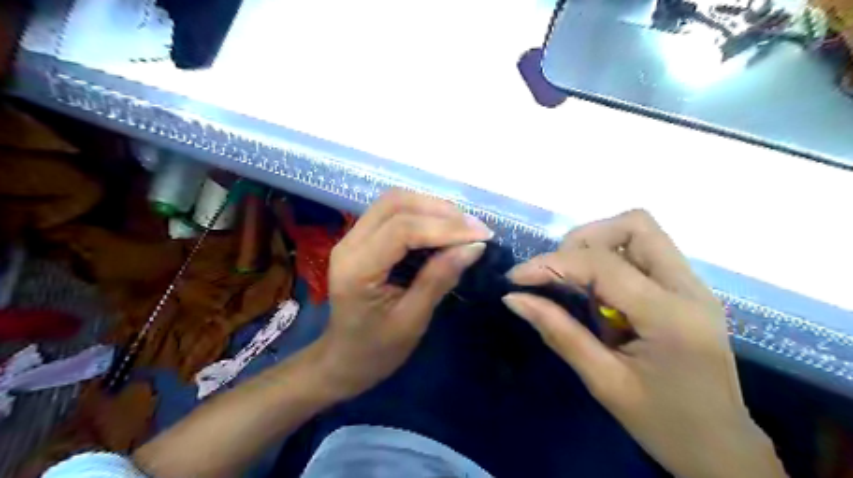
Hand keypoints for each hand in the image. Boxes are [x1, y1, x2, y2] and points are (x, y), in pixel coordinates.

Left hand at [314, 190, 488, 399]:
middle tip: (474, 228)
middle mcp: (349, 244)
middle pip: (396, 204)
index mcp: (357, 269)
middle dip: (440, 210)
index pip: (402, 229)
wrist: (344, 359)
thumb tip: (474, 246)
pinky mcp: (361, 238)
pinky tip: (444, 227)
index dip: (445, 227)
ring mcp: (352, 237)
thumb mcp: (413, 320)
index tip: (481, 235)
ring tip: (464, 226)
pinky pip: (393, 213)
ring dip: (432, 207)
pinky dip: (422, 214)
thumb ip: (440, 278)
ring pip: (394, 202)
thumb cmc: (377, 350)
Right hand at [502, 211, 782, 476]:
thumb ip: (559, 333)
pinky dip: (612, 260)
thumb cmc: (663, 424)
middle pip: (634, 225)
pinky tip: (598, 293)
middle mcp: (688, 288)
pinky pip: (644, 253)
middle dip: (583, 240)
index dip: (551, 264)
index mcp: (670, 316)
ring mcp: (693, 286)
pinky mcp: (687, 290)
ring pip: (641, 232)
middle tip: (557, 274)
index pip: (602, 264)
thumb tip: (514, 298)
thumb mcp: (603, 381)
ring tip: (575, 282)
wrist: (722, 449)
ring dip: (598, 246)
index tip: (516, 278)